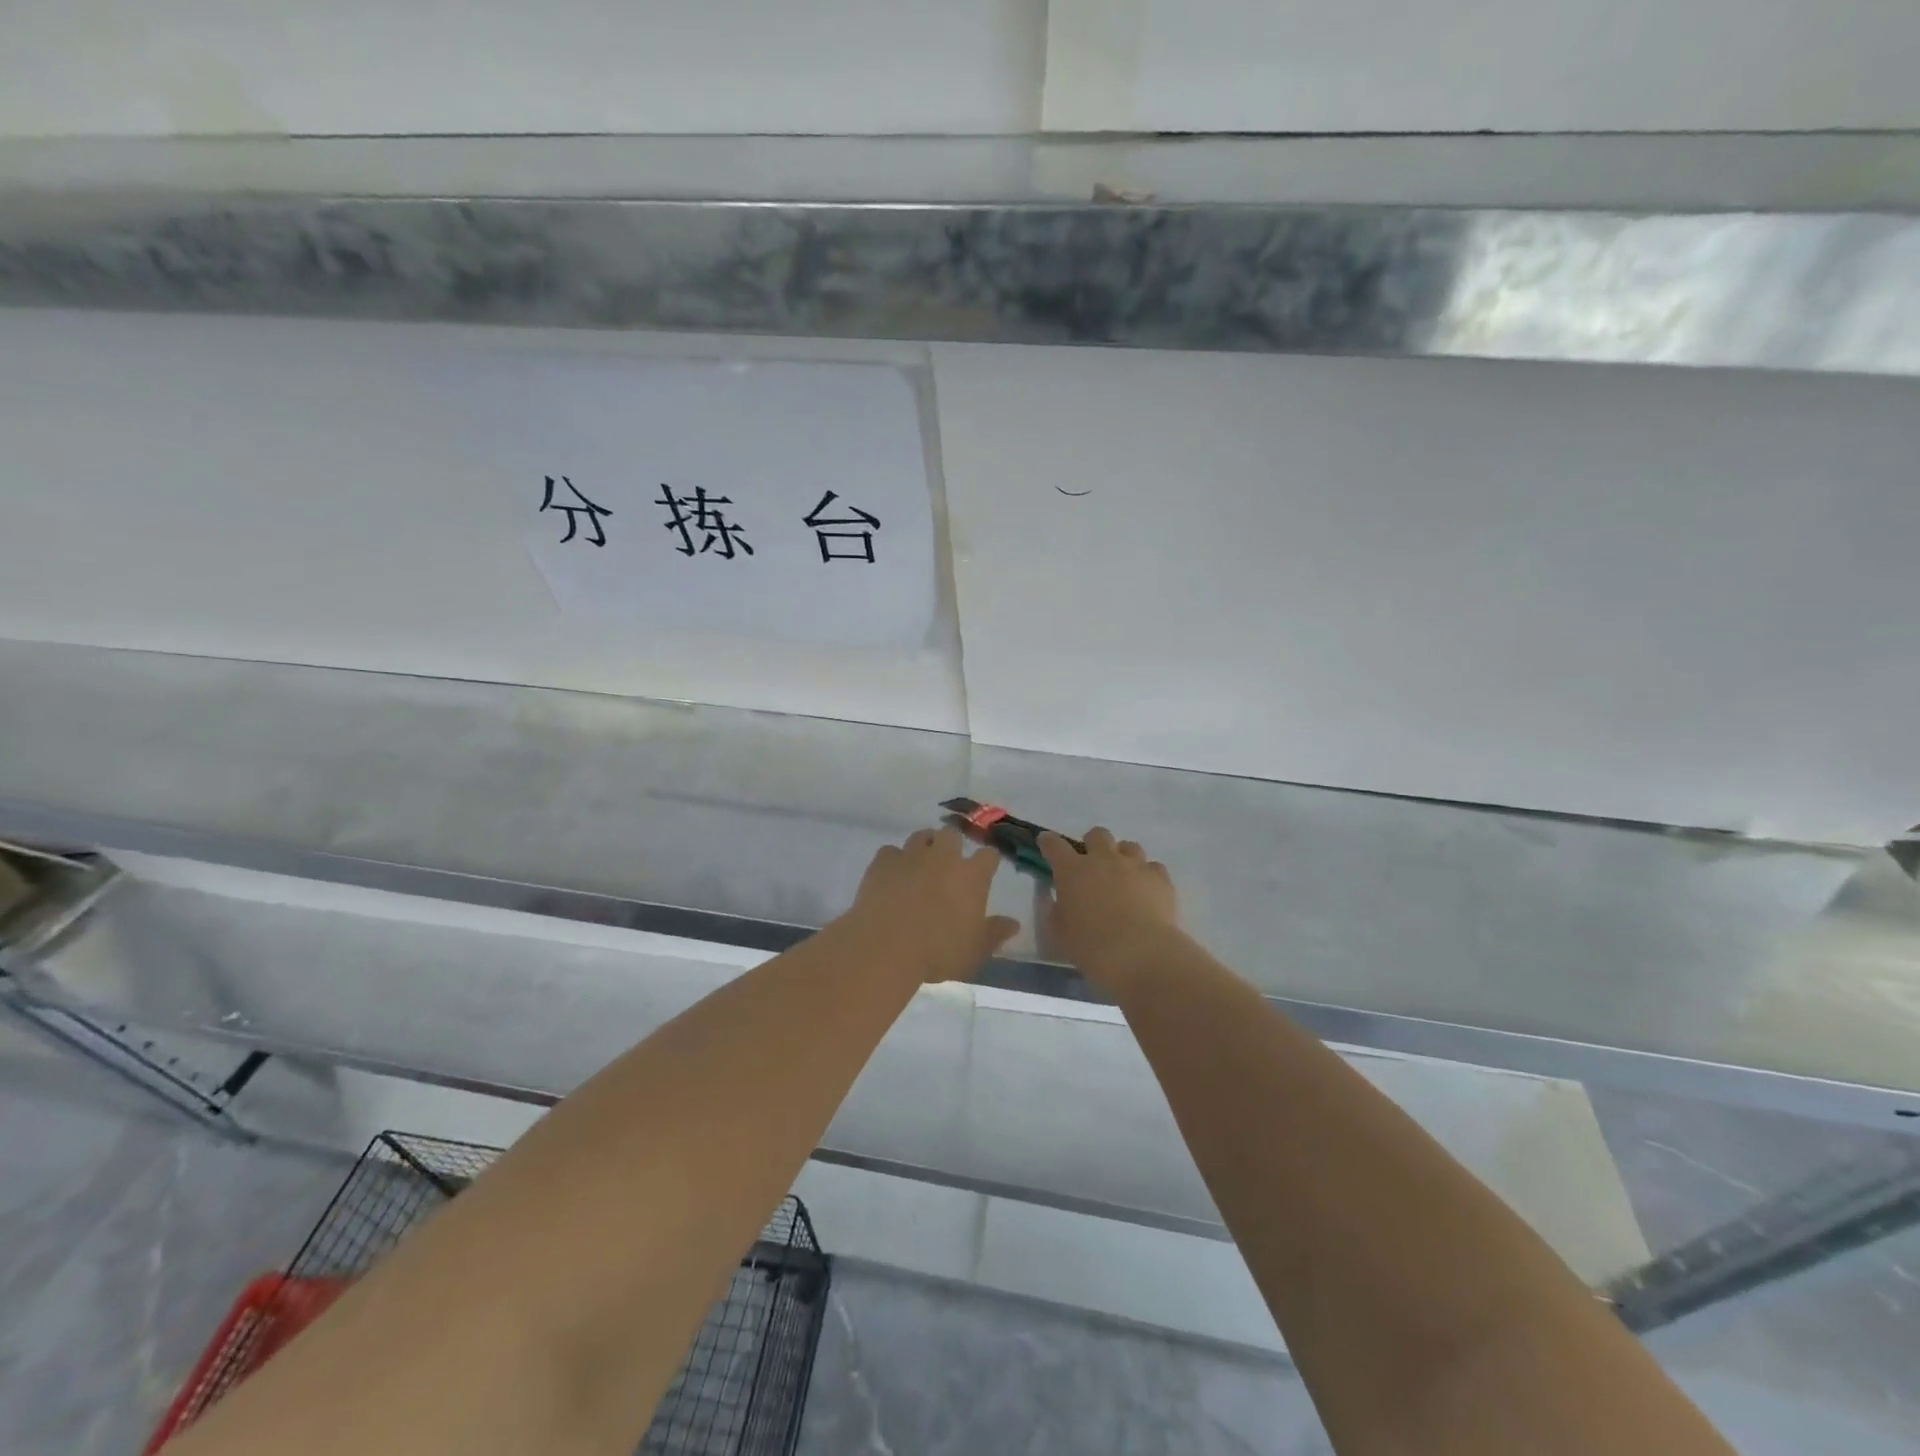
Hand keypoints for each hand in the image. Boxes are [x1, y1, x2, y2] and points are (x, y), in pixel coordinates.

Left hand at [845, 826, 1020, 983]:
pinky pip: (890, 851)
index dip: (988, 861)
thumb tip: (1014, 924)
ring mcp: (911, 855)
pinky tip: (892, 875)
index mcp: (971, 875)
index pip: (988, 855)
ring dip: (925, 846)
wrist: (885, 947)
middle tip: (949, 865)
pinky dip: (893, 860)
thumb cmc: (937, 951)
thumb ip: (995, 934)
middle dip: (953, 845)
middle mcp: (943, 856)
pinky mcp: (883, 861)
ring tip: (921, 865)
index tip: (985, 870)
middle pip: (953, 834)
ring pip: (921, 836)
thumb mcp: (975, 951)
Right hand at [1039, 827, 1183, 990]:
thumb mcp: (1059, 932)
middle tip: (1092, 865)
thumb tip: (1059, 899)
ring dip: (1122, 857)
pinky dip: (1148, 875)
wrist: (1140, 953)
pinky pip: (1153, 867)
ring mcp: (1135, 865)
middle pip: (1097, 835)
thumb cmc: (1091, 946)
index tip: (1046, 843)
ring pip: (1128, 846)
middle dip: (1092, 844)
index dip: (1049, 842)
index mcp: (1072, 871)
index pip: (1054, 845)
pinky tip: (1147, 890)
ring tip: (1123, 877)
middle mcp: (1103, 859)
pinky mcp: (1160, 878)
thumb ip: (1055, 910)